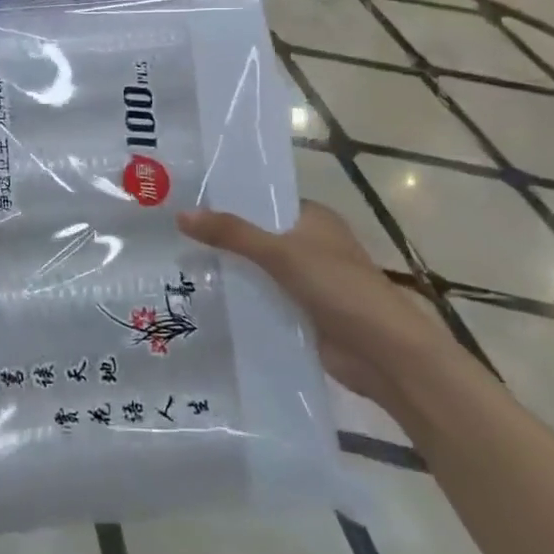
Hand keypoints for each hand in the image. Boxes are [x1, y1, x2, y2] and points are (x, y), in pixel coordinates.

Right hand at [178, 200, 452, 406]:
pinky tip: (204, 300)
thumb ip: (232, 234)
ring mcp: (307, 281)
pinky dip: (241, 300)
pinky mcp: (302, 313)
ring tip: (176, 265)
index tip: (187, 200)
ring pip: (258, 270)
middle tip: (171, 234)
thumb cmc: (338, 287)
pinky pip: (263, 300)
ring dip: (229, 272)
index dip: (228, 200)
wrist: (383, 352)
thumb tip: (181, 214)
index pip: (264, 200)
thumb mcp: (281, 253)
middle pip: (257, 236)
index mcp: (314, 218)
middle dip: (222, 238)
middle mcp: (310, 245)